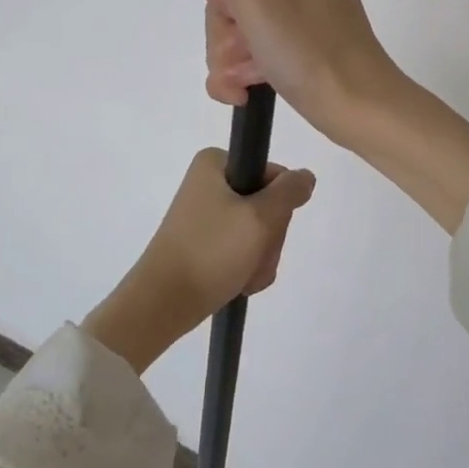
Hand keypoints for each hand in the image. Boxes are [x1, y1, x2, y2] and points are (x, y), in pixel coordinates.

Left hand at [82, 150, 316, 373]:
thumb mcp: (259, 217)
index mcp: (216, 164)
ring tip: (243, 275)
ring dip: (261, 257)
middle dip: (268, 237)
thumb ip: (289, 192)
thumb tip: (305, 177)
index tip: (266, 227)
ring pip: (258, 232)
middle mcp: (209, 183)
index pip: (273, 174)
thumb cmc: (211, 251)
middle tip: (253, 255)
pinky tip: (238, 283)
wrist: (163, 303)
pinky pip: (242, 250)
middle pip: (267, 204)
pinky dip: (247, 268)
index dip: (279, 203)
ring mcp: (206, 216)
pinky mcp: (205, 243)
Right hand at [182, 0, 468, 233]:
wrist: (355, 107)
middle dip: (227, 34)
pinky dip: (240, 74)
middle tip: (247, 54)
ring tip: (247, 81)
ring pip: (236, 29)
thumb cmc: (307, 45)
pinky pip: (251, 52)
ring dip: (230, 59)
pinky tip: (243, 93)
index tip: (243, 17)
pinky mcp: (299, 47)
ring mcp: (302, 14)